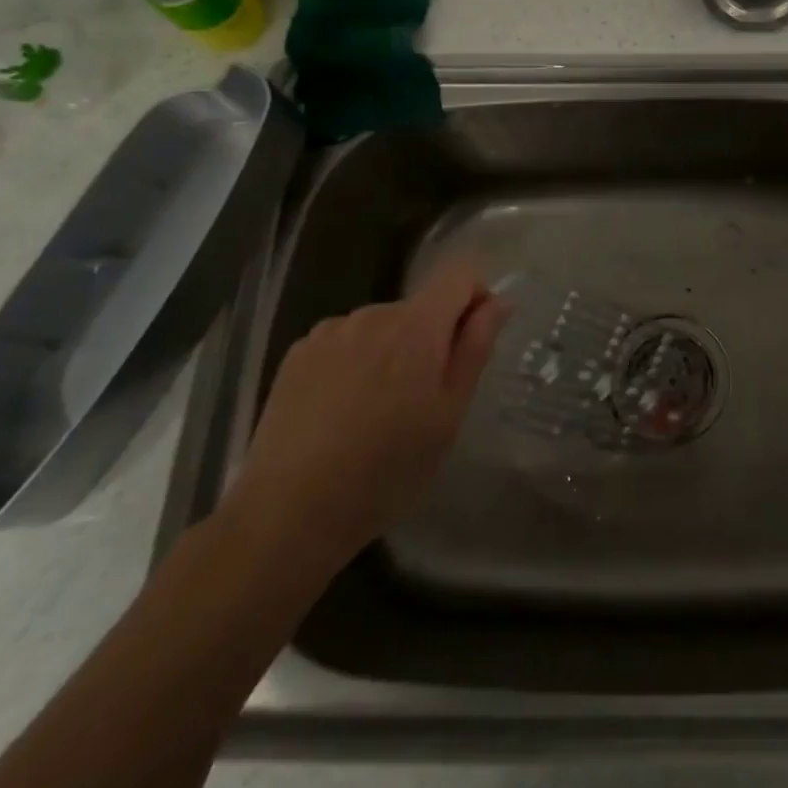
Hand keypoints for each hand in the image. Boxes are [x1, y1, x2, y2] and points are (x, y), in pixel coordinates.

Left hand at [228, 259, 509, 569]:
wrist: (289, 513)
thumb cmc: (387, 469)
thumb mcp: (449, 414)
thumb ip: (475, 348)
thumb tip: (497, 302)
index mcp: (417, 326)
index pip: (459, 275)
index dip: (476, 297)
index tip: (471, 341)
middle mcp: (373, 314)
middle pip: (420, 306)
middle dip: (430, 338)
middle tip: (422, 400)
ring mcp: (329, 331)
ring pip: (381, 326)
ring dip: (391, 350)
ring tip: (377, 410)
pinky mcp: (297, 353)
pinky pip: (344, 341)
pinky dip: (355, 362)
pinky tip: (341, 410)